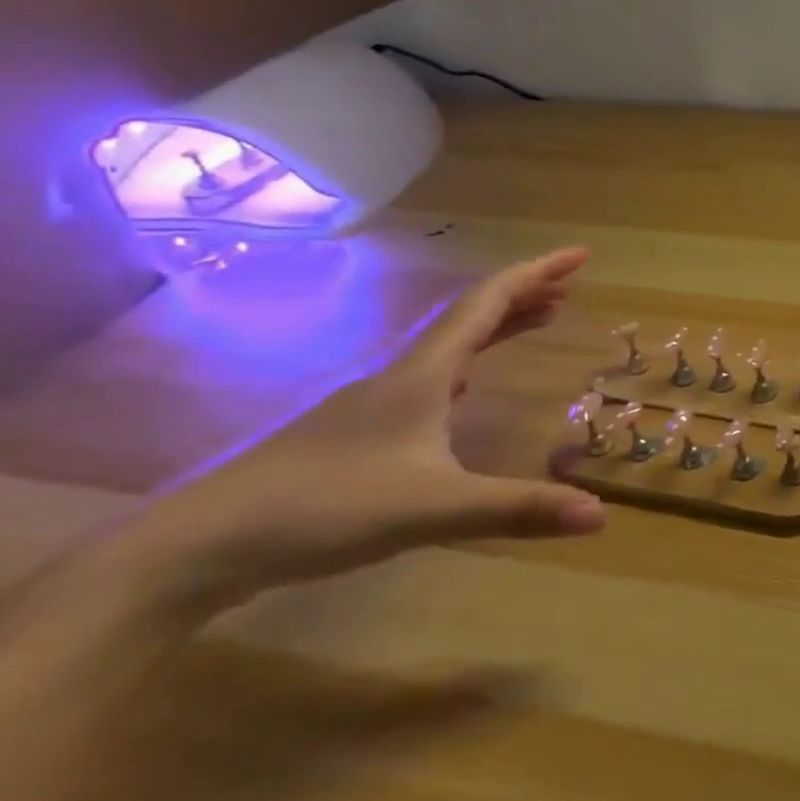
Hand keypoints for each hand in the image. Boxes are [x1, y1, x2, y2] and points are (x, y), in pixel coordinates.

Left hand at [136, 249, 607, 611]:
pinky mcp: (356, 431)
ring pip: (449, 344)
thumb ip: (518, 508)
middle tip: (570, 285)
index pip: (488, 303)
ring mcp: (374, 402)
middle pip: (471, 315)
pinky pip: (430, 375)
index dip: (536, 274)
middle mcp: (401, 375)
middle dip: (524, 293)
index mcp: (423, 374)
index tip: (580, 255)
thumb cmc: (323, 509)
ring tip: (539, 319)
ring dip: (498, 324)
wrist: (197, 546)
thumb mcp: (434, 509)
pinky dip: (468, 360)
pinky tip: (467, 384)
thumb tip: (602, 515)